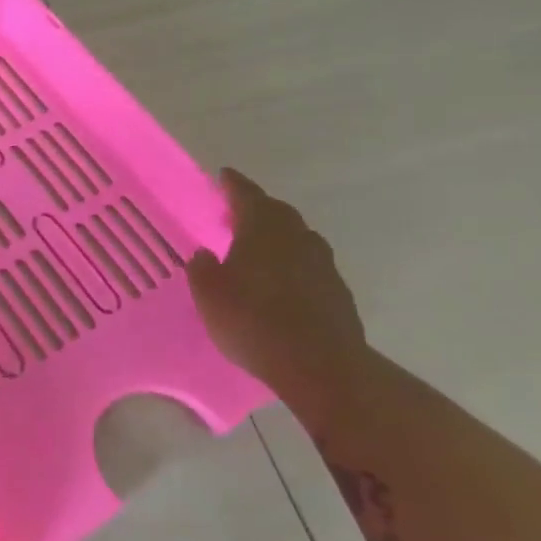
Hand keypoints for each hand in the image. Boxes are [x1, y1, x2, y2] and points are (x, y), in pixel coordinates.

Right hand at [185, 169, 366, 390]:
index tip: (224, 175)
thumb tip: (206, 254)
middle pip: (277, 213)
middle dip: (257, 210)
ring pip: (297, 238)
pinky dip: (293, 265)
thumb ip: (203, 268)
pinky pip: (309, 266)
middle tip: (235, 215)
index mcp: (262, 228)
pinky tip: (280, 283)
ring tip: (258, 249)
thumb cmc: (252, 320)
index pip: (247, 195)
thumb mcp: (208, 293)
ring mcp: (322, 265)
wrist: (319, 365)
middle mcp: (296, 237)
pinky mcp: (337, 293)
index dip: (233, 185)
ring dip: (278, 237)